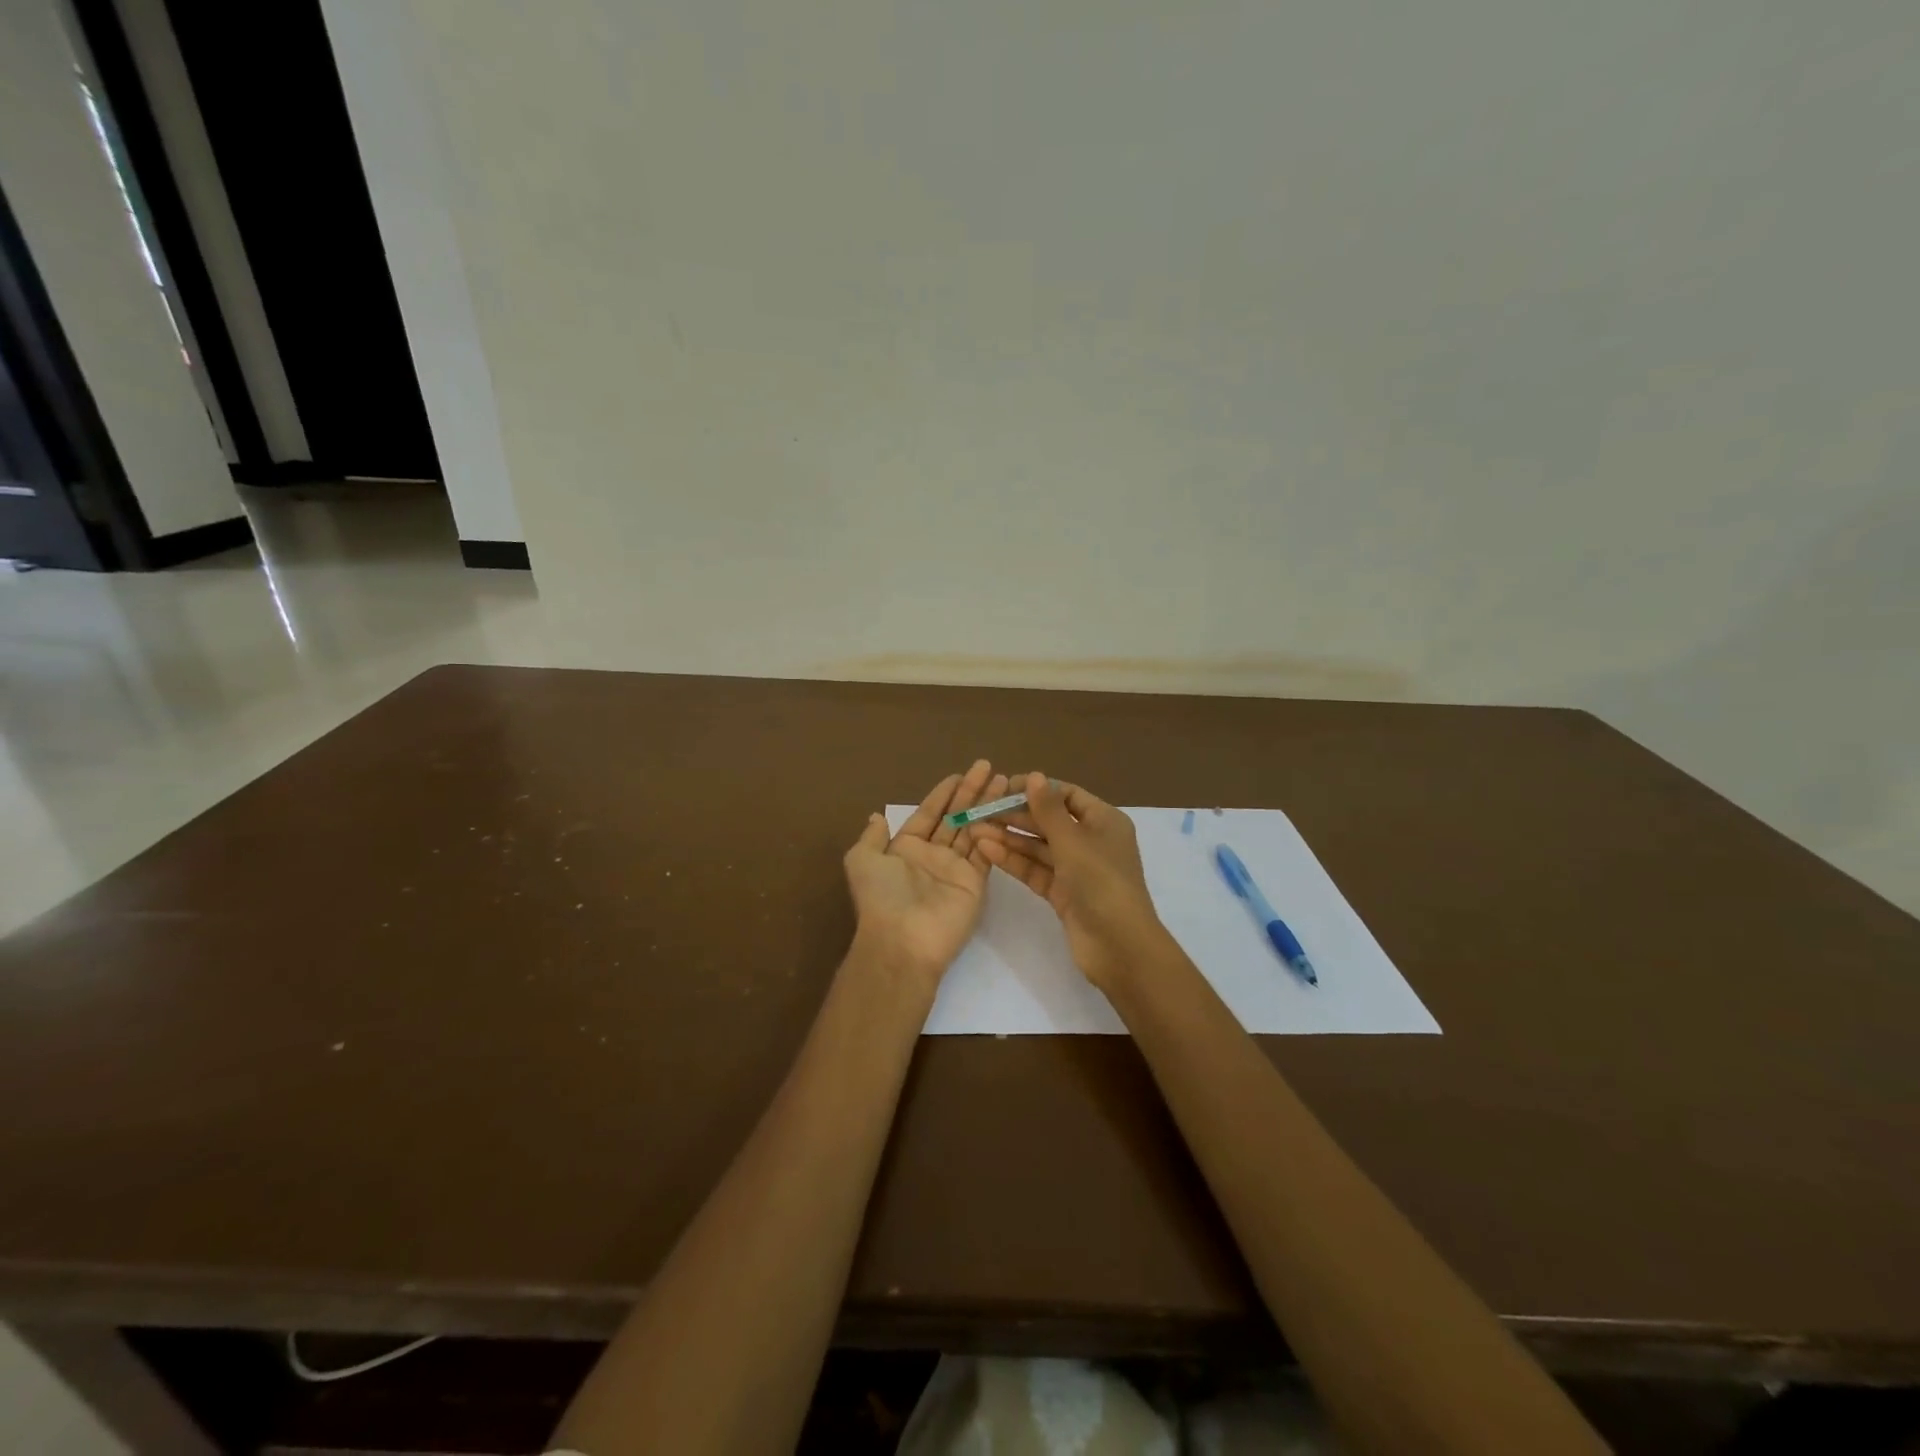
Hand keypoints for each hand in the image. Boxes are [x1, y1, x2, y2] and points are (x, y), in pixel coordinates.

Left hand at [843, 760, 1005, 987]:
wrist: (903, 940)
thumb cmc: (882, 896)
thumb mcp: (862, 861)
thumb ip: (871, 837)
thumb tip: (875, 816)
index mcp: (906, 848)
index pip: (928, 813)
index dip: (943, 794)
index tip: (959, 774)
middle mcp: (932, 856)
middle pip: (955, 817)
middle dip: (971, 792)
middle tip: (989, 767)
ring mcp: (955, 868)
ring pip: (974, 829)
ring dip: (987, 805)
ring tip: (1004, 781)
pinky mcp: (975, 882)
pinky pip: (985, 850)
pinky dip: (994, 830)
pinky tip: (1004, 807)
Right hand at [970, 772, 1168, 989]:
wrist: (1119, 946)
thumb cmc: (1101, 881)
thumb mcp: (1073, 840)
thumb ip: (1049, 809)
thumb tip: (1035, 775)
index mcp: (1104, 821)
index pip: (1066, 795)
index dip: (1036, 789)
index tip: (1003, 788)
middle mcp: (1091, 841)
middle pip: (1049, 820)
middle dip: (1015, 815)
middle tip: (980, 810)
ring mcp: (1076, 869)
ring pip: (1038, 846)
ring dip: (1009, 837)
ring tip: (974, 830)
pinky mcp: (1062, 893)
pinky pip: (1035, 870)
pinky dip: (1013, 860)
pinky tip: (986, 850)